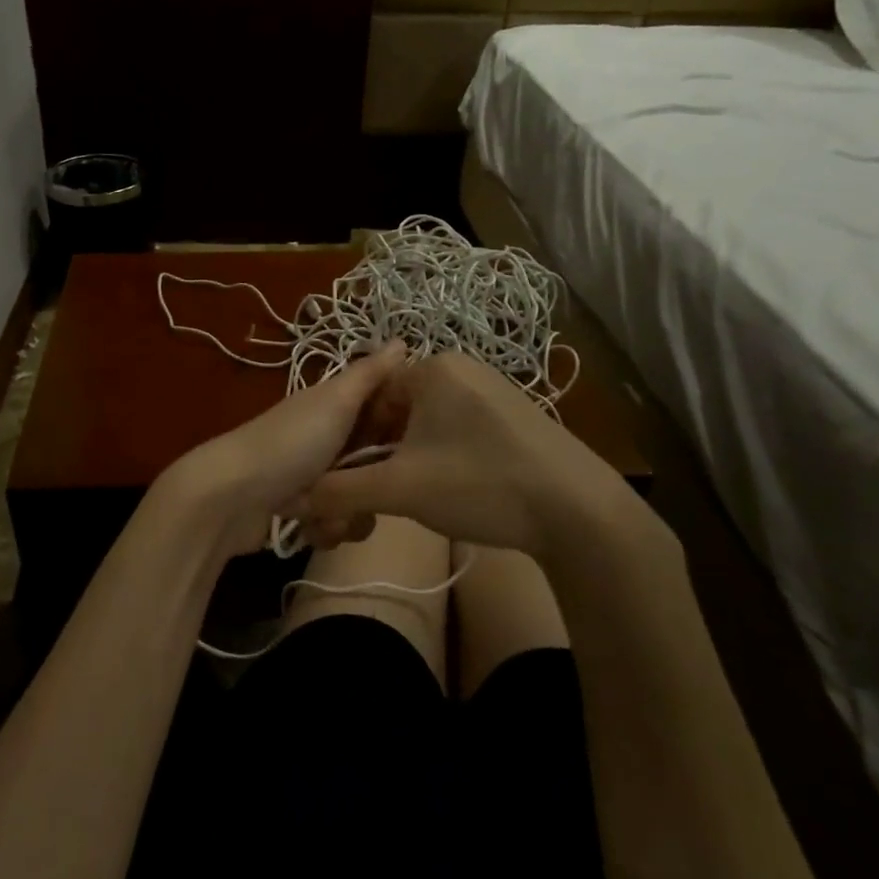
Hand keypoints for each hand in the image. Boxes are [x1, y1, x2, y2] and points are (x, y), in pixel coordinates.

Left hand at [160, 341, 407, 560]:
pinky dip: (325, 528)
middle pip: (377, 461)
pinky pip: (336, 523)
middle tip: (366, 484)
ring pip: (360, 498)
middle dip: (374, 481)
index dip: (403, 426)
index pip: (385, 410)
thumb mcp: (335, 401)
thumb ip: (370, 374)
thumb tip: (403, 340)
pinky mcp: (302, 511)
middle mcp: (326, 437)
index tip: (417, 442)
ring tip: (325, 510)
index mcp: (334, 406)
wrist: (230, 498)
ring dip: (347, 511)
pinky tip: (308, 525)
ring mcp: (314, 476)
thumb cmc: (290, 444)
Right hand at [295, 350, 624, 554]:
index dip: (352, 436)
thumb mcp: (399, 489)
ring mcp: (496, 389)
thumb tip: (299, 498)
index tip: (353, 473)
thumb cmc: (479, 485)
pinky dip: (447, 455)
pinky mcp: (520, 415)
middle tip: (386, 489)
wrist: (579, 511)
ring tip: (421, 494)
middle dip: (384, 448)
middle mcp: (463, 367)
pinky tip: (460, 489)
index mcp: (432, 368)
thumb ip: (342, 490)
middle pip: (399, 407)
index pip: (368, 394)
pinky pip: (463, 427)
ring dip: (413, 455)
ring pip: (430, 420)